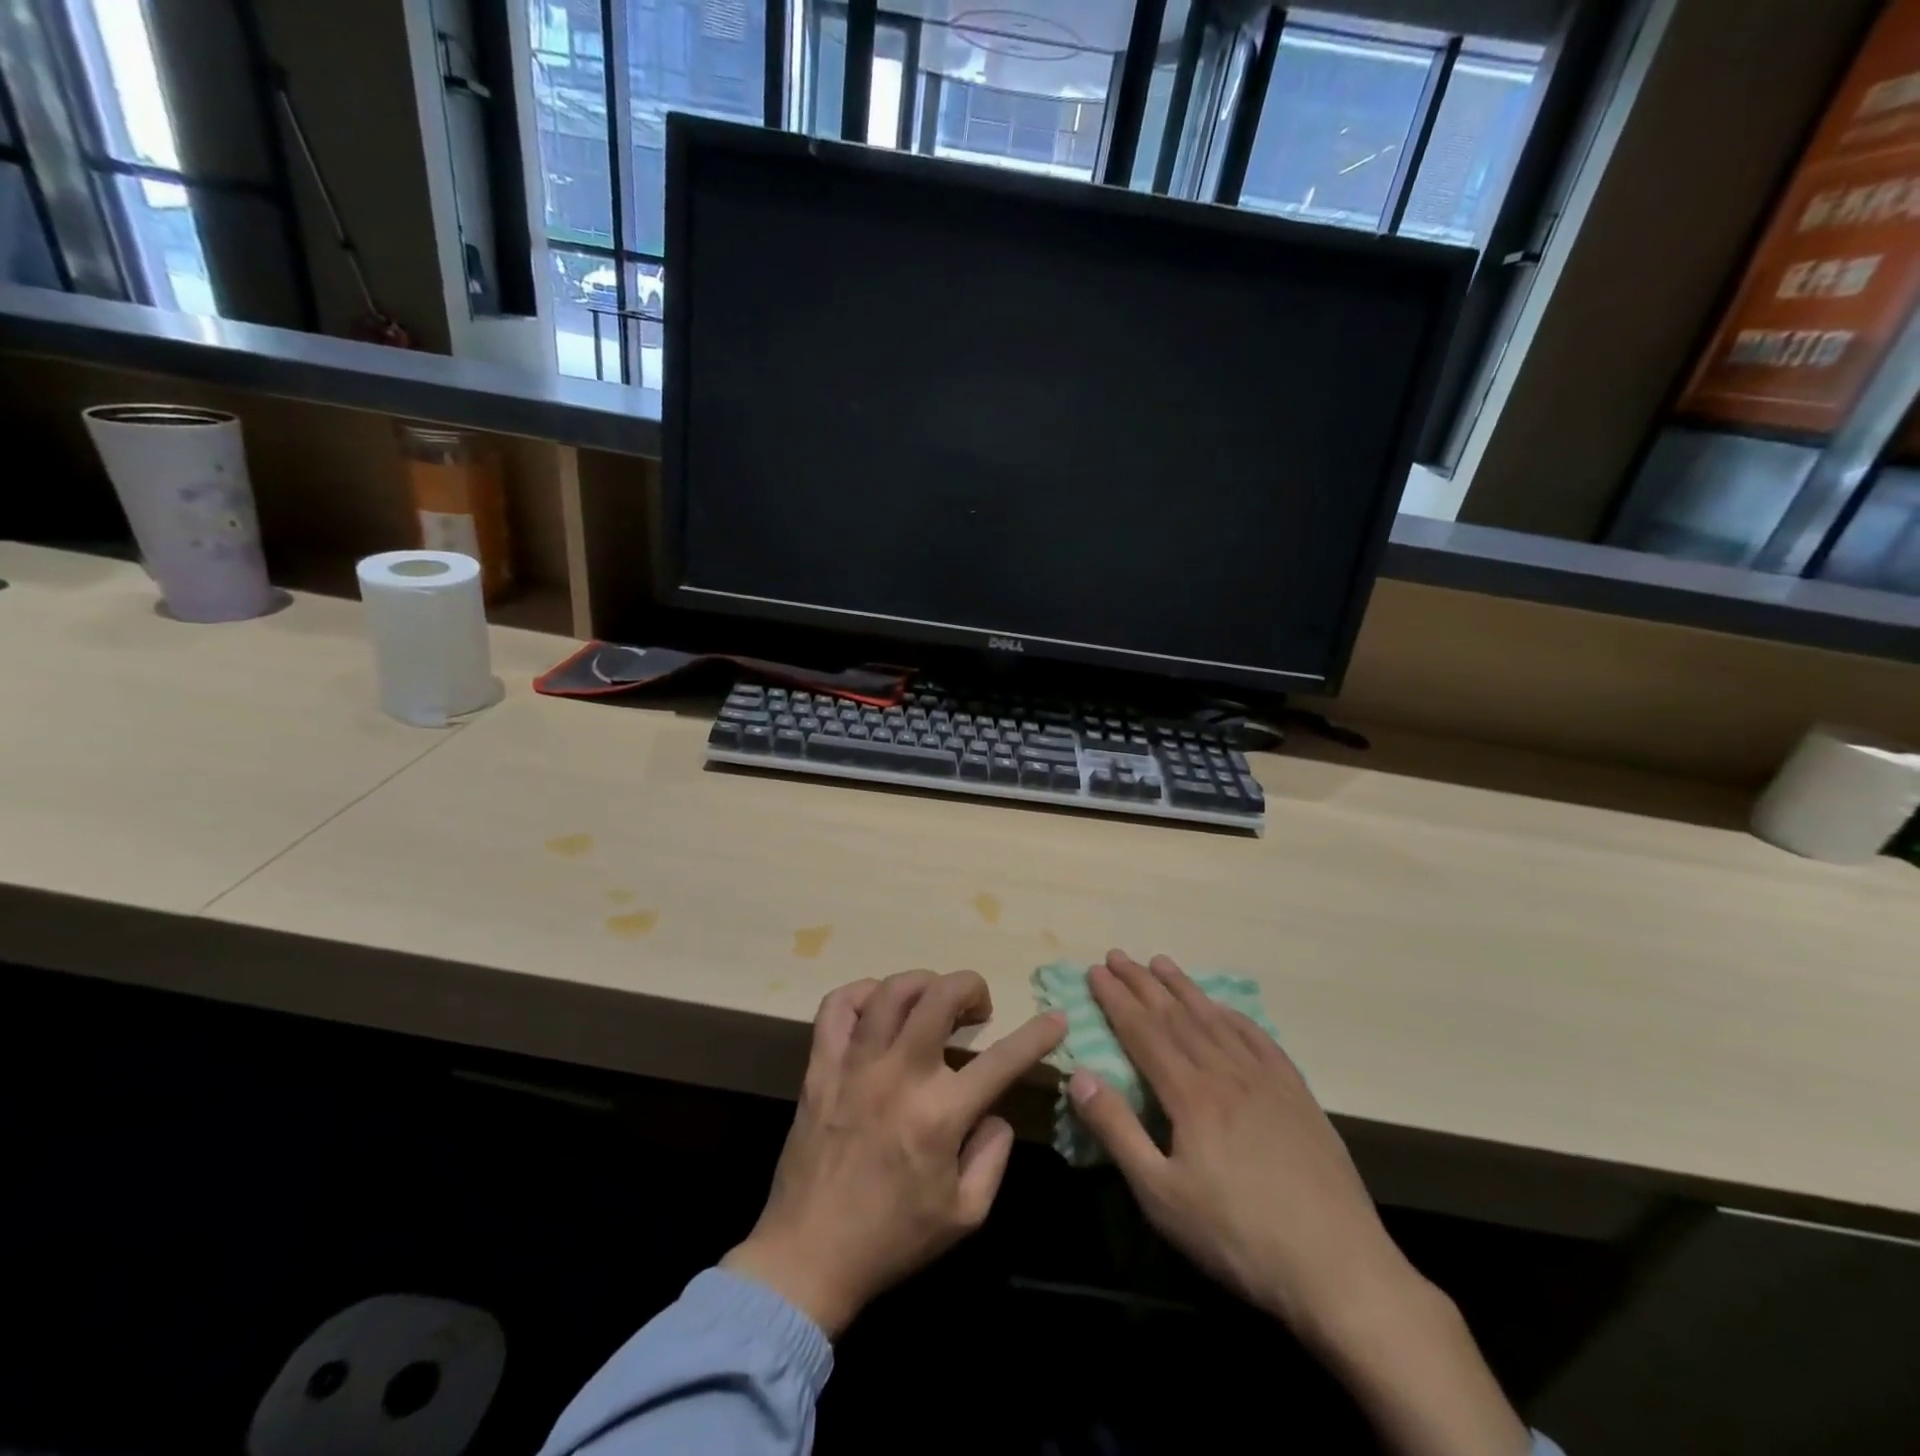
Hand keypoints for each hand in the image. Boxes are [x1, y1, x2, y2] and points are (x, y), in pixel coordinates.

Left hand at [723, 970, 1065, 1337]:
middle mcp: (899, 1075)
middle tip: (978, 1007)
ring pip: (890, 991)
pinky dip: (861, 993)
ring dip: (922, 984)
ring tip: (932, 1001)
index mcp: (940, 1114)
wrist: (808, 1256)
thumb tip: (994, 1109)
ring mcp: (855, 1065)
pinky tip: (877, 1007)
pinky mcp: (820, 1066)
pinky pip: (836, 1007)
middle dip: (971, 986)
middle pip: (940, 996)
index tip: (1056, 1018)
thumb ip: (993, 1155)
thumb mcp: (966, 1215)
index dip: (1038, 1034)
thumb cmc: (893, 1239)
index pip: (1003, 1060)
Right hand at [1069, 951, 1529, 1455]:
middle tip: (1117, 955)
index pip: (1143, 1031)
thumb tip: (1079, 1073)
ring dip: (1184, 988)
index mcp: (1191, 1093)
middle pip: (1176, 1016)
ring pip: (1215, 1019)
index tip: (1094, 971)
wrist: (1339, 1269)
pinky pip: (1258, 1039)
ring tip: (1160, 962)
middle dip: (1141, 983)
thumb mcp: (1161, 1196)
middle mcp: (1226, 1072)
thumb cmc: (1237, 1236)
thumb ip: (1117, 1130)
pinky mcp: (1297, 1094)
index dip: (1116, 999)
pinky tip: (1223, 1008)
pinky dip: (1233, 1015)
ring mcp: (1266, 1080)